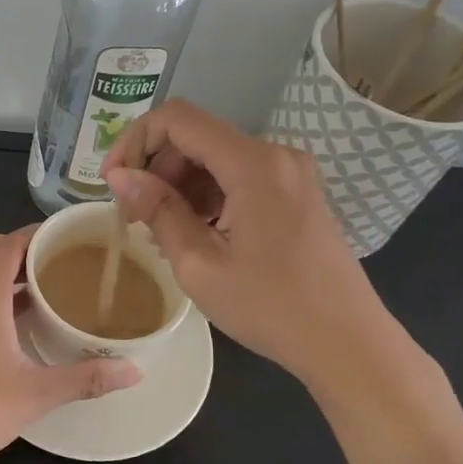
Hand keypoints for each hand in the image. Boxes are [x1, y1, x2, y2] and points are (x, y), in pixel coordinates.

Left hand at [0, 227, 140, 463]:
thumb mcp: (38, 392)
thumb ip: (87, 378)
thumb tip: (135, 372)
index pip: (10, 243)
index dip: (37, 234)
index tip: (68, 238)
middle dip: (19, 247)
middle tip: (55, 263)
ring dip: (0, 269)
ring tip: (38, 288)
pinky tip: (7, 320)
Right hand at [102, 100, 416, 399]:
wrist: (348, 344)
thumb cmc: (271, 307)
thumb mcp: (200, 264)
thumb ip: (157, 210)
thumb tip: (119, 176)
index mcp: (252, 163)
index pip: (177, 119)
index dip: (135, 139)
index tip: (114, 182)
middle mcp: (273, 154)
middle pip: (195, 137)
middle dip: (155, 168)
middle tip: (133, 217)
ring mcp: (289, 172)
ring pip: (214, 157)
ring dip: (178, 185)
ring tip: (159, 233)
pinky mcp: (295, 192)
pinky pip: (237, 176)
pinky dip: (206, 195)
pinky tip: (193, 234)